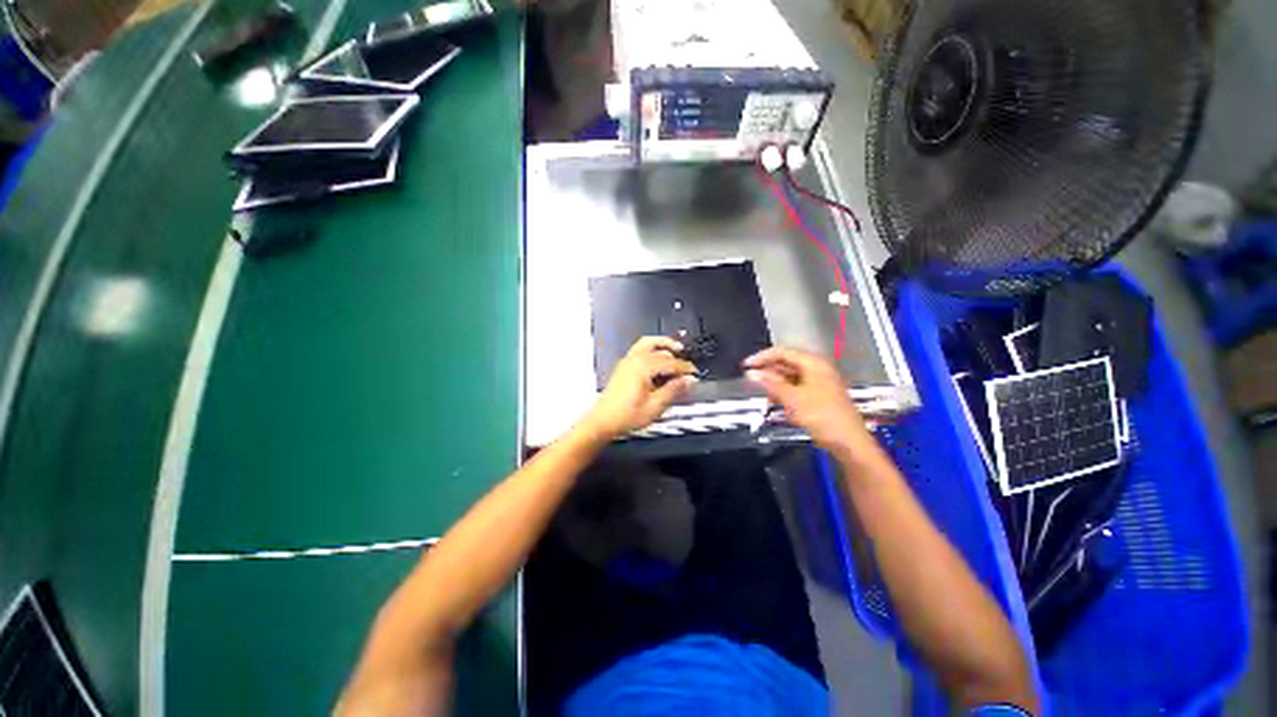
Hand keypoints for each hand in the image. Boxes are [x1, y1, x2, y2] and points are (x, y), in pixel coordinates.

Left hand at [579, 337, 697, 441]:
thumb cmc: (625, 416)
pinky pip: (640, 349)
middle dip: (676, 355)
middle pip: (660, 349)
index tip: (694, 373)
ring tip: (674, 348)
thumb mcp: (655, 406)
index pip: (671, 362)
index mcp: (643, 367)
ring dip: (663, 344)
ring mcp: (627, 361)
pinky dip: (652, 348)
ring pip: (648, 343)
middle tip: (687, 361)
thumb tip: (688, 381)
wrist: (603, 421)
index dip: (685, 368)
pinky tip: (658, 358)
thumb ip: (673, 390)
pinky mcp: (623, 366)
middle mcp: (634, 360)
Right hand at [744, 347, 868, 450]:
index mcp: (813, 364)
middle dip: (768, 372)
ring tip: (762, 395)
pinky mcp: (820, 397)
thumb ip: (771, 384)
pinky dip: (784, 394)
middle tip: (750, 381)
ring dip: (775, 384)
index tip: (745, 366)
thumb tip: (751, 373)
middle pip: (787, 364)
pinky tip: (776, 403)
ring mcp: (819, 383)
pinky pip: (797, 389)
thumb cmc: (822, 417)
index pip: (782, 352)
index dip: (762, 357)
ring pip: (791, 378)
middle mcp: (817, 369)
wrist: (850, 444)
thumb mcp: (793, 399)